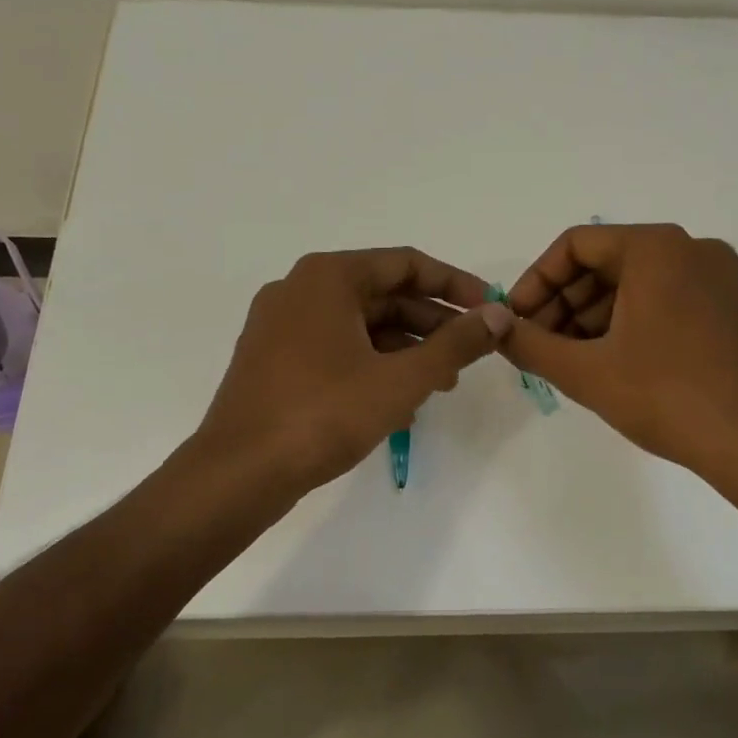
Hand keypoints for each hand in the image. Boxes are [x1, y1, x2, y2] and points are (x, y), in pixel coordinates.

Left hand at [197, 247, 513, 493]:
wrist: (239, 473)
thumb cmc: (324, 414)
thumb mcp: (402, 379)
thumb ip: (455, 344)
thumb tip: (499, 314)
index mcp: (328, 277)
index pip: (406, 264)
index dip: (455, 284)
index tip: (489, 309)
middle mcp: (300, 290)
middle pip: (382, 294)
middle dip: (431, 324)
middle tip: (470, 354)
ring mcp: (281, 326)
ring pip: (360, 325)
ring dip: (405, 349)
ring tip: (441, 383)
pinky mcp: (273, 360)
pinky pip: (336, 348)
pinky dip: (372, 365)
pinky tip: (400, 402)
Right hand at [500, 224, 737, 482]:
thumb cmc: (665, 397)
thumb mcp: (585, 371)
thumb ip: (529, 345)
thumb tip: (496, 329)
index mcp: (656, 248)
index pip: (576, 245)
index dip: (536, 282)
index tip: (517, 321)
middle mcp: (690, 248)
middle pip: (605, 262)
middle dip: (563, 303)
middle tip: (538, 345)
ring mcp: (715, 277)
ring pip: (633, 282)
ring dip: (591, 315)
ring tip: (566, 359)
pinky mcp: (726, 306)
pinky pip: (662, 298)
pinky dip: (626, 321)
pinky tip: (606, 360)